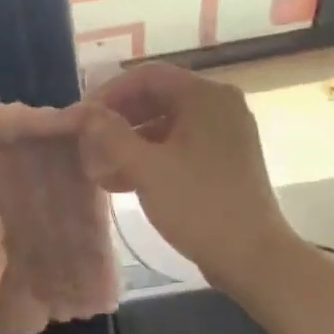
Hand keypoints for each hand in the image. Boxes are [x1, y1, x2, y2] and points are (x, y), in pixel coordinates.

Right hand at [81, 63, 297, 296]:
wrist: (253, 257)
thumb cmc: (198, 206)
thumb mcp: (146, 168)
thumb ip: (109, 134)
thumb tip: (82, 112)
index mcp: (206, 96)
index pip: (146, 76)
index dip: (108, 94)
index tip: (81, 120)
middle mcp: (219, 105)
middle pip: (156, 98)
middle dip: (118, 121)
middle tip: (87, 145)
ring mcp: (225, 133)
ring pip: (166, 124)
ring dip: (130, 143)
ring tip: (100, 170)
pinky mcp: (225, 160)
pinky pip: (180, 145)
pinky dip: (151, 157)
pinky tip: (124, 182)